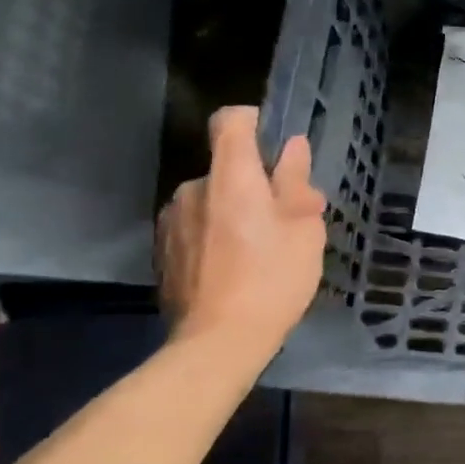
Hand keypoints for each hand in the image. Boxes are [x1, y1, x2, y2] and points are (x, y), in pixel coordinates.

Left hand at [157, 106, 326, 348]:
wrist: (218, 342)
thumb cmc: (272, 278)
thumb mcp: (303, 229)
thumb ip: (295, 183)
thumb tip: (292, 148)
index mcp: (231, 176)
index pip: (230, 121)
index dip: (252, 121)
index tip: (274, 144)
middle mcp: (193, 188)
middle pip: (225, 168)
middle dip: (253, 184)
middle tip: (283, 220)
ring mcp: (171, 221)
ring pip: (210, 201)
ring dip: (232, 212)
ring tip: (256, 251)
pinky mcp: (161, 252)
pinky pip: (194, 228)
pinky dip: (213, 237)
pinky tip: (231, 270)